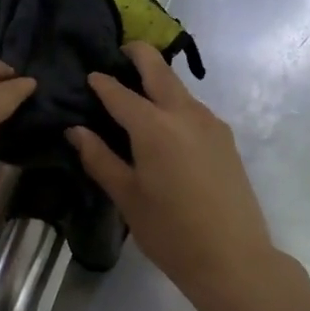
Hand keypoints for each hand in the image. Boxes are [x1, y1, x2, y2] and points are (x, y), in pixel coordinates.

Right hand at [67, 42, 277, 305]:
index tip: (89, 75)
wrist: (233, 258)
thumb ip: (100, 159)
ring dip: (159, 80)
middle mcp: (185, 114)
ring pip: (180, 89)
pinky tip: (164, 123)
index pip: (120, 94)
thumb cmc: (170, 232)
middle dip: (139, 55)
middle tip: (120, 51)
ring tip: (137, 91)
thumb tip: (76, 130)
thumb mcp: (127, 197)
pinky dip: (175, 103)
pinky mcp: (226, 139)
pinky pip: (194, 109)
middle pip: (159, 71)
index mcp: (154, 127)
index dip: (102, 83)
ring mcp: (211, 124)